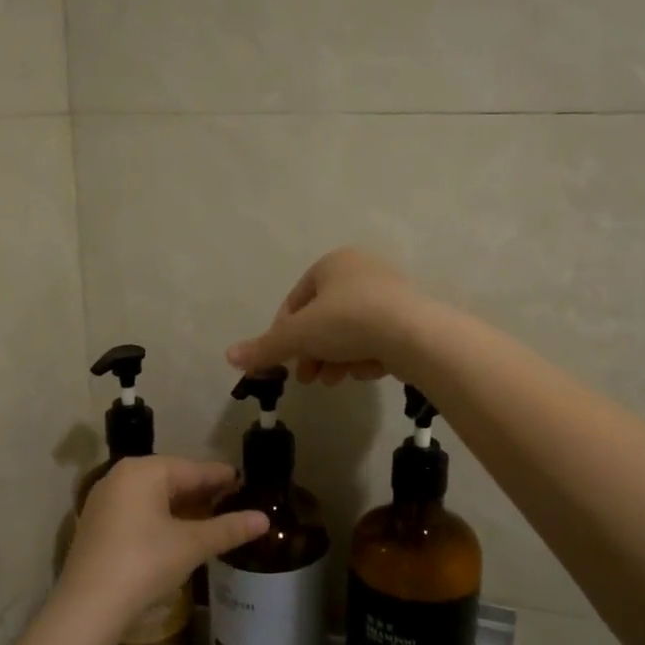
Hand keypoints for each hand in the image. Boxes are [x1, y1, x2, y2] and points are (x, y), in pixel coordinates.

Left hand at [59, 457, 268, 627]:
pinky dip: (159, 517)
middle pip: (171, 478)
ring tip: (209, 517)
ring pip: (153, 495)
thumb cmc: (144, 563)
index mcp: (144, 471)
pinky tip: (176, 533)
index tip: (244, 482)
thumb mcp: (192, 545)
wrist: (88, 606)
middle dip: (201, 491)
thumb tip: (264, 519)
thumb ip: (228, 528)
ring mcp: (104, 500)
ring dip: (181, 506)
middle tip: (231, 501)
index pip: (193, 469)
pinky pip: (137, 510)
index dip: (221, 477)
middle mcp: (121, 476)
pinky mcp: (96, 524)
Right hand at [226, 247, 431, 384]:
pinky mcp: (409, 317)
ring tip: (334, 381)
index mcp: (333, 263)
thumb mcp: (299, 336)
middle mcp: (362, 270)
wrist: (414, 335)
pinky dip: (366, 356)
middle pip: (323, 320)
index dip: (284, 334)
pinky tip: (367, 372)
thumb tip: (229, 356)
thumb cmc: (349, 322)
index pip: (296, 301)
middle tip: (308, 379)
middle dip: (313, 352)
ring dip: (337, 359)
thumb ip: (265, 347)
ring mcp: (389, 293)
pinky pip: (376, 338)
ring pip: (350, 332)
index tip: (284, 361)